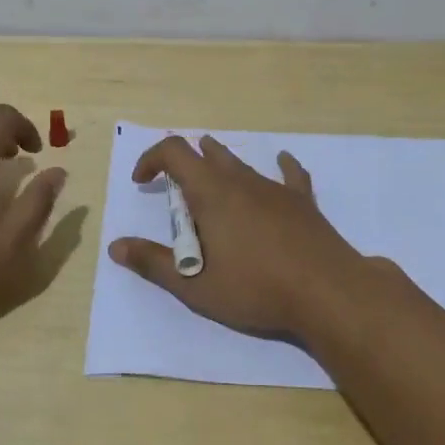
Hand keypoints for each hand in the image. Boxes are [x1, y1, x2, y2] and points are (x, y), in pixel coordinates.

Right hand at [109, 134, 370, 338]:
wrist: (327, 291)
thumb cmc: (256, 289)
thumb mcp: (196, 286)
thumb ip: (154, 263)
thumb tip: (116, 246)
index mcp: (212, 194)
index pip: (175, 152)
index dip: (152, 159)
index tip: (143, 182)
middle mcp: (241, 181)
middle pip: (207, 154)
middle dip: (185, 165)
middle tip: (176, 193)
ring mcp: (275, 188)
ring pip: (241, 164)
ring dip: (220, 167)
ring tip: (212, 182)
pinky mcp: (303, 202)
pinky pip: (289, 174)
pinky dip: (279, 166)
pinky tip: (282, 161)